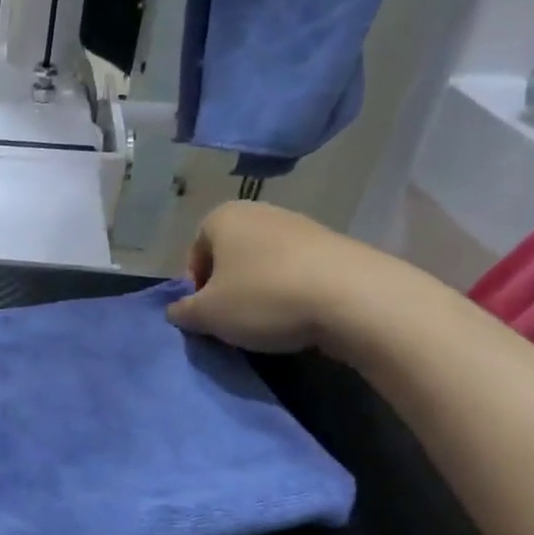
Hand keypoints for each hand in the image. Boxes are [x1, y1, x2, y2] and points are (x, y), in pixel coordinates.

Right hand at [165, 200, 402, 354]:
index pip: (195, 253)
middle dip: (228, 288)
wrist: (355, 299)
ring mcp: (302, 226)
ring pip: (265, 264)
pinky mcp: (337, 246)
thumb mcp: (207, 315)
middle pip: (231, 256)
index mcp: (223, 217)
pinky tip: (301, 316)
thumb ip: (183, 312)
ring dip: (261, 292)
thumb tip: (177, 311)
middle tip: (234, 321)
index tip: (208, 314)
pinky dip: (293, 292)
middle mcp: (260, 211)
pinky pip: (299, 271)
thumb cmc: (263, 298)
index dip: (196, 287)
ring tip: (270, 323)